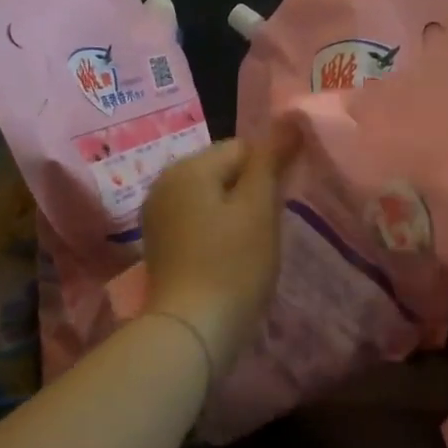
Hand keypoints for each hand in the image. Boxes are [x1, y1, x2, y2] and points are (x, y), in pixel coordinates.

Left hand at [141, 132, 295, 369]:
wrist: (192, 330)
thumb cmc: (233, 264)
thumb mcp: (259, 207)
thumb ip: (272, 159)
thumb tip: (290, 116)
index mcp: (187, 167)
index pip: (243, 147)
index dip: (269, 173)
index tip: (280, 206)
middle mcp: (164, 183)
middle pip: (224, 171)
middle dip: (251, 193)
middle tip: (267, 229)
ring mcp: (157, 216)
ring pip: (212, 199)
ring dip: (236, 215)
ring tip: (250, 247)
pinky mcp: (160, 245)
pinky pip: (198, 222)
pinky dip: (217, 234)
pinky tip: (229, 259)